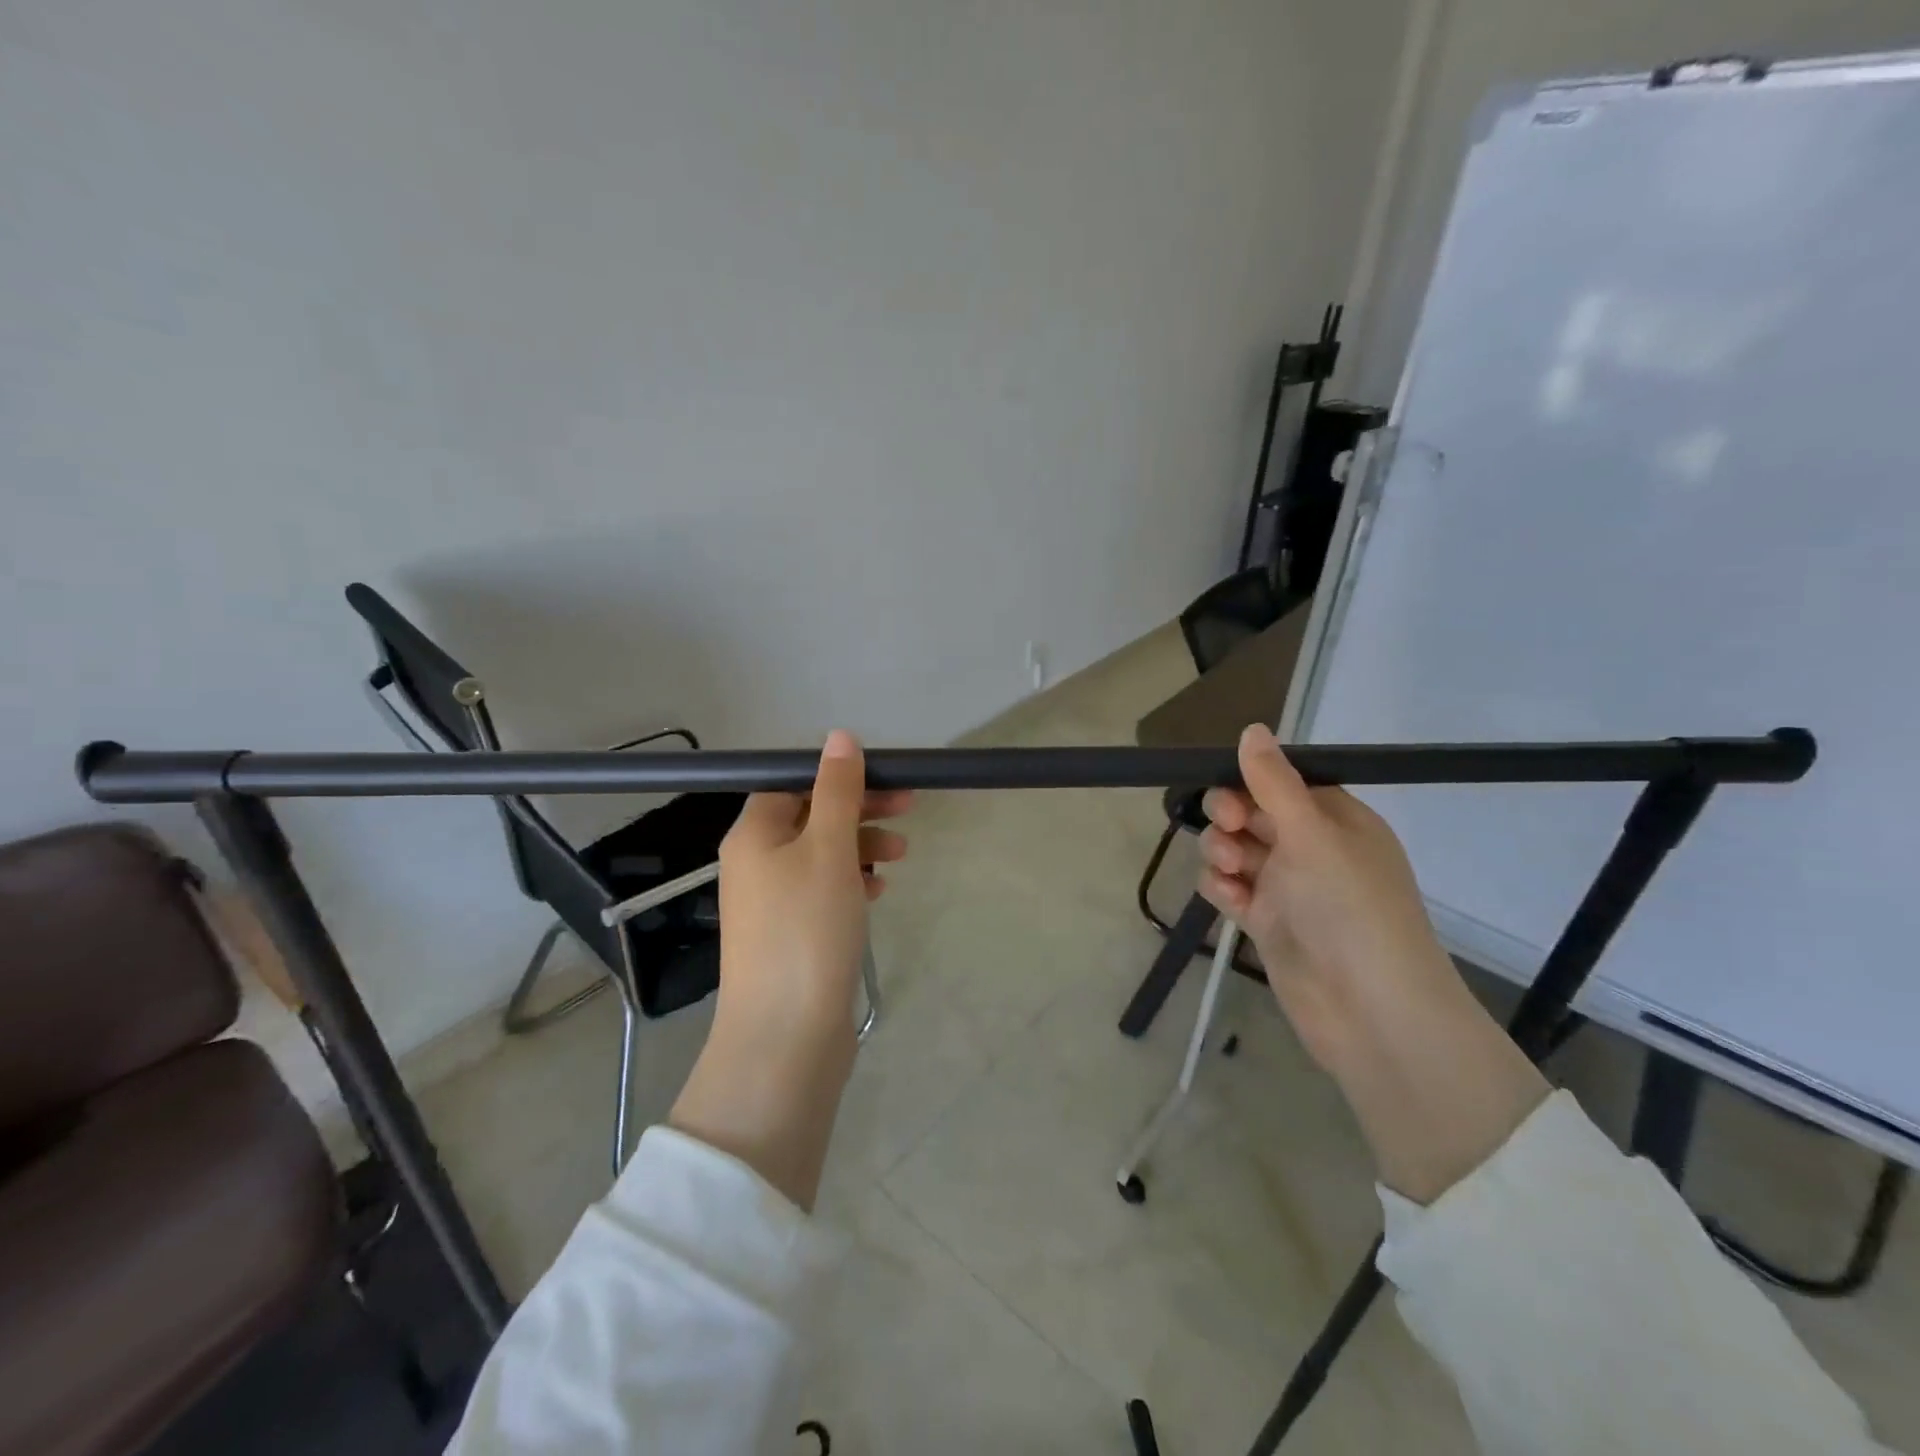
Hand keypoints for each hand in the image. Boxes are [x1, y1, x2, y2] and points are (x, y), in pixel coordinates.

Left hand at [715, 729, 910, 1040]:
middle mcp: (754, 863)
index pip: (793, 782)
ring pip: (820, 854)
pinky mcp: (790, 935)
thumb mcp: (829, 848)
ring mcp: (771, 903)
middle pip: (810, 816)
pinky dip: (851, 881)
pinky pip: (822, 891)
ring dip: (861, 845)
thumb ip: (838, 791)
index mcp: (753, 835)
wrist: (786, 1036)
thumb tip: (839, 737)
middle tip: (909, 807)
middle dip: (860, 809)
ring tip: (903, 855)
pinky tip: (878, 891)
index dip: (838, 775)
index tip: (885, 777)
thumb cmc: (808, 928)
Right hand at [1197, 725, 1546, 1201]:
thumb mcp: (1312, 834)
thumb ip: (1273, 782)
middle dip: (1230, 817)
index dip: (1251, 782)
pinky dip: (1221, 888)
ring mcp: (1287, 888)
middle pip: (1251, 814)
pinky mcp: (1266, 922)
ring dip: (1221, 852)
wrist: (1368, 1011)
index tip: (1233, 792)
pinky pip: (1229, 889)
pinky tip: (1229, 898)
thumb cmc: (1349, 908)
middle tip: (1230, 829)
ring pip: (1233, 850)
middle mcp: (1311, 850)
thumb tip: (1252, 728)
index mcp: (1336, 821)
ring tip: (1232, 871)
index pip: (1282, 783)